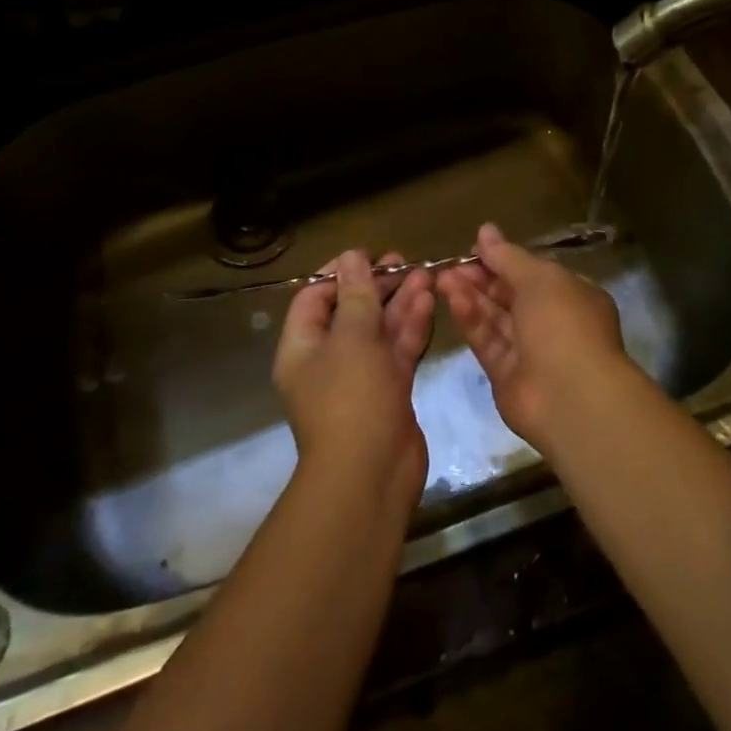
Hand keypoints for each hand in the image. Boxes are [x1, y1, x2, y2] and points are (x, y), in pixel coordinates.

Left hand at [274, 251, 433, 500]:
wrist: (371, 475)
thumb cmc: (350, 398)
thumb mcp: (351, 337)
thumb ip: (356, 294)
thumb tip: (351, 257)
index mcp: (302, 347)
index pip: (314, 298)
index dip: (338, 273)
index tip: (367, 255)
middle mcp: (328, 360)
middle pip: (351, 311)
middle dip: (376, 285)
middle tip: (403, 262)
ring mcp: (360, 377)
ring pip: (379, 329)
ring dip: (399, 302)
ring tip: (424, 272)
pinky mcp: (389, 391)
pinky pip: (397, 350)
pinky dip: (411, 326)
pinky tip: (428, 300)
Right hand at [436, 223, 630, 453]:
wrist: (570, 397)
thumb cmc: (563, 324)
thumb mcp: (539, 278)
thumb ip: (508, 257)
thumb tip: (485, 231)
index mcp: (572, 296)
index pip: (534, 273)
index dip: (505, 259)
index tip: (475, 248)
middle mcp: (553, 323)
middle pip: (511, 295)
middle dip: (482, 278)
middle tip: (451, 264)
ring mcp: (530, 351)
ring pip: (495, 318)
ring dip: (471, 296)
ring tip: (442, 277)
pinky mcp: (507, 375)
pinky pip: (488, 341)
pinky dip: (471, 320)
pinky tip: (452, 300)